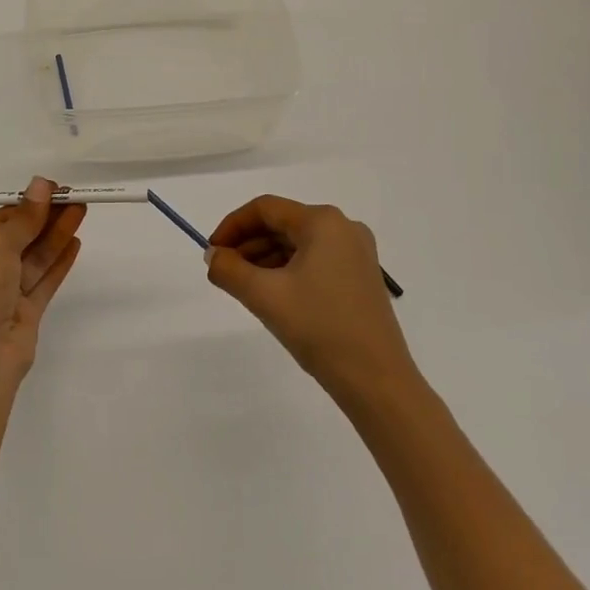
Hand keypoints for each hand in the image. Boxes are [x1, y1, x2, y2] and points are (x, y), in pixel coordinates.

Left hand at [0, 177, 85, 395]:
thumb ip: (24, 218)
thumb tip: (41, 183)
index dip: (26, 204)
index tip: (53, 189)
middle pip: (19, 238)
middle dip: (45, 218)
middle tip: (74, 198)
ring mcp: (4, 296)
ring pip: (34, 259)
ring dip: (56, 235)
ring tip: (81, 212)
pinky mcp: (25, 315)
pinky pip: (44, 282)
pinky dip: (59, 262)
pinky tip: (76, 243)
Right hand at [206, 196, 417, 400]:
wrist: (377, 381)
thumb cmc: (320, 328)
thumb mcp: (264, 296)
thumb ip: (229, 269)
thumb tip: (213, 256)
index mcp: (323, 222)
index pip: (265, 209)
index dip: (232, 225)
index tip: (211, 253)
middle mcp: (343, 228)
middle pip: (282, 223)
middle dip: (247, 244)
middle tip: (223, 271)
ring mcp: (356, 253)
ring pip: (297, 243)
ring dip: (265, 258)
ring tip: (242, 286)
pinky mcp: (360, 277)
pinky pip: (314, 260)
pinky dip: (287, 270)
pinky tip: (271, 294)